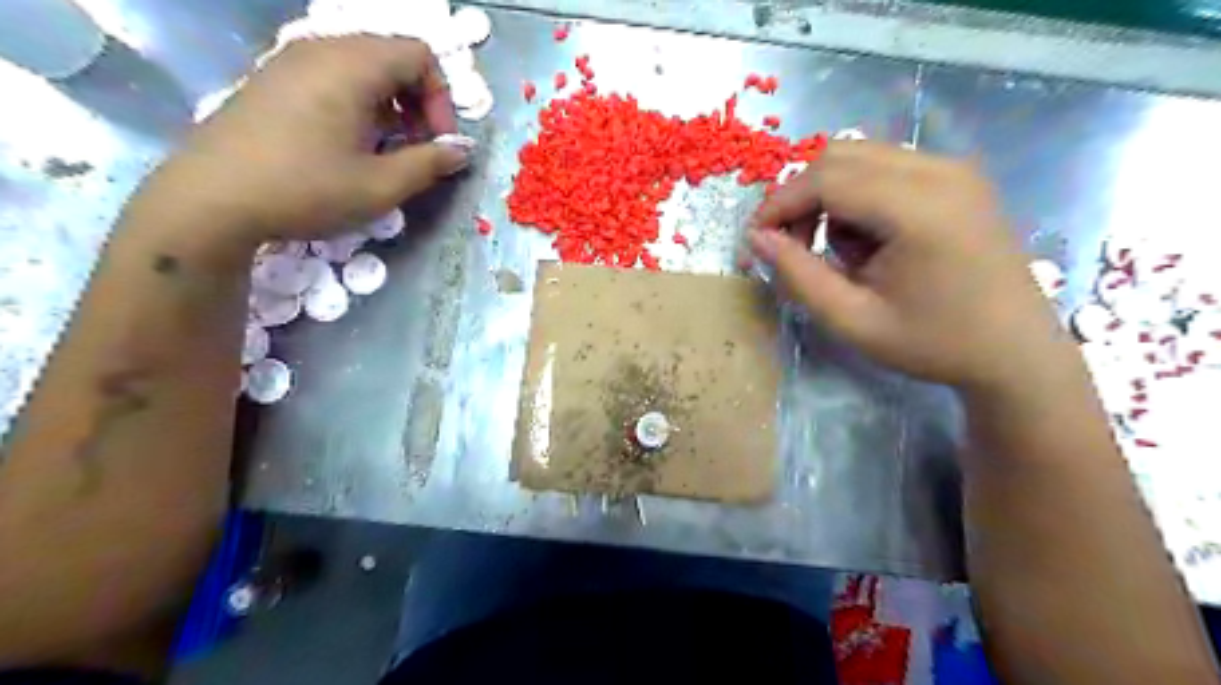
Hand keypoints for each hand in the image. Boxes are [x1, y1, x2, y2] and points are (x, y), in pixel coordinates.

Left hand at [140, 34, 469, 243]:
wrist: (211, 201)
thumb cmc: (306, 190)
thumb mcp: (381, 185)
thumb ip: (430, 163)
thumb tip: (463, 151)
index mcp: (351, 65)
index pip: (420, 56)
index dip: (442, 99)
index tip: (437, 143)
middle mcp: (321, 49)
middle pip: (392, 57)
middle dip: (418, 103)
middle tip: (417, 149)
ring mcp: (290, 62)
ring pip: (362, 68)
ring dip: (390, 106)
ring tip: (385, 151)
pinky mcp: (272, 81)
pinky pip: (332, 77)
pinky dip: (358, 105)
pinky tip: (349, 146)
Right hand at [750, 141, 1071, 393]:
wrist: (1015, 352)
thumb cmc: (933, 344)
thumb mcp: (851, 321)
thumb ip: (798, 276)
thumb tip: (757, 238)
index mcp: (919, 208)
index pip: (825, 179)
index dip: (779, 204)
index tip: (756, 241)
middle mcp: (939, 171)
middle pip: (839, 156)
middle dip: (801, 198)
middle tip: (793, 247)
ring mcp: (954, 169)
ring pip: (860, 157)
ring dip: (830, 197)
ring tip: (839, 252)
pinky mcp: (958, 177)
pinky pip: (886, 168)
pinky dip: (858, 197)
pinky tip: (871, 241)